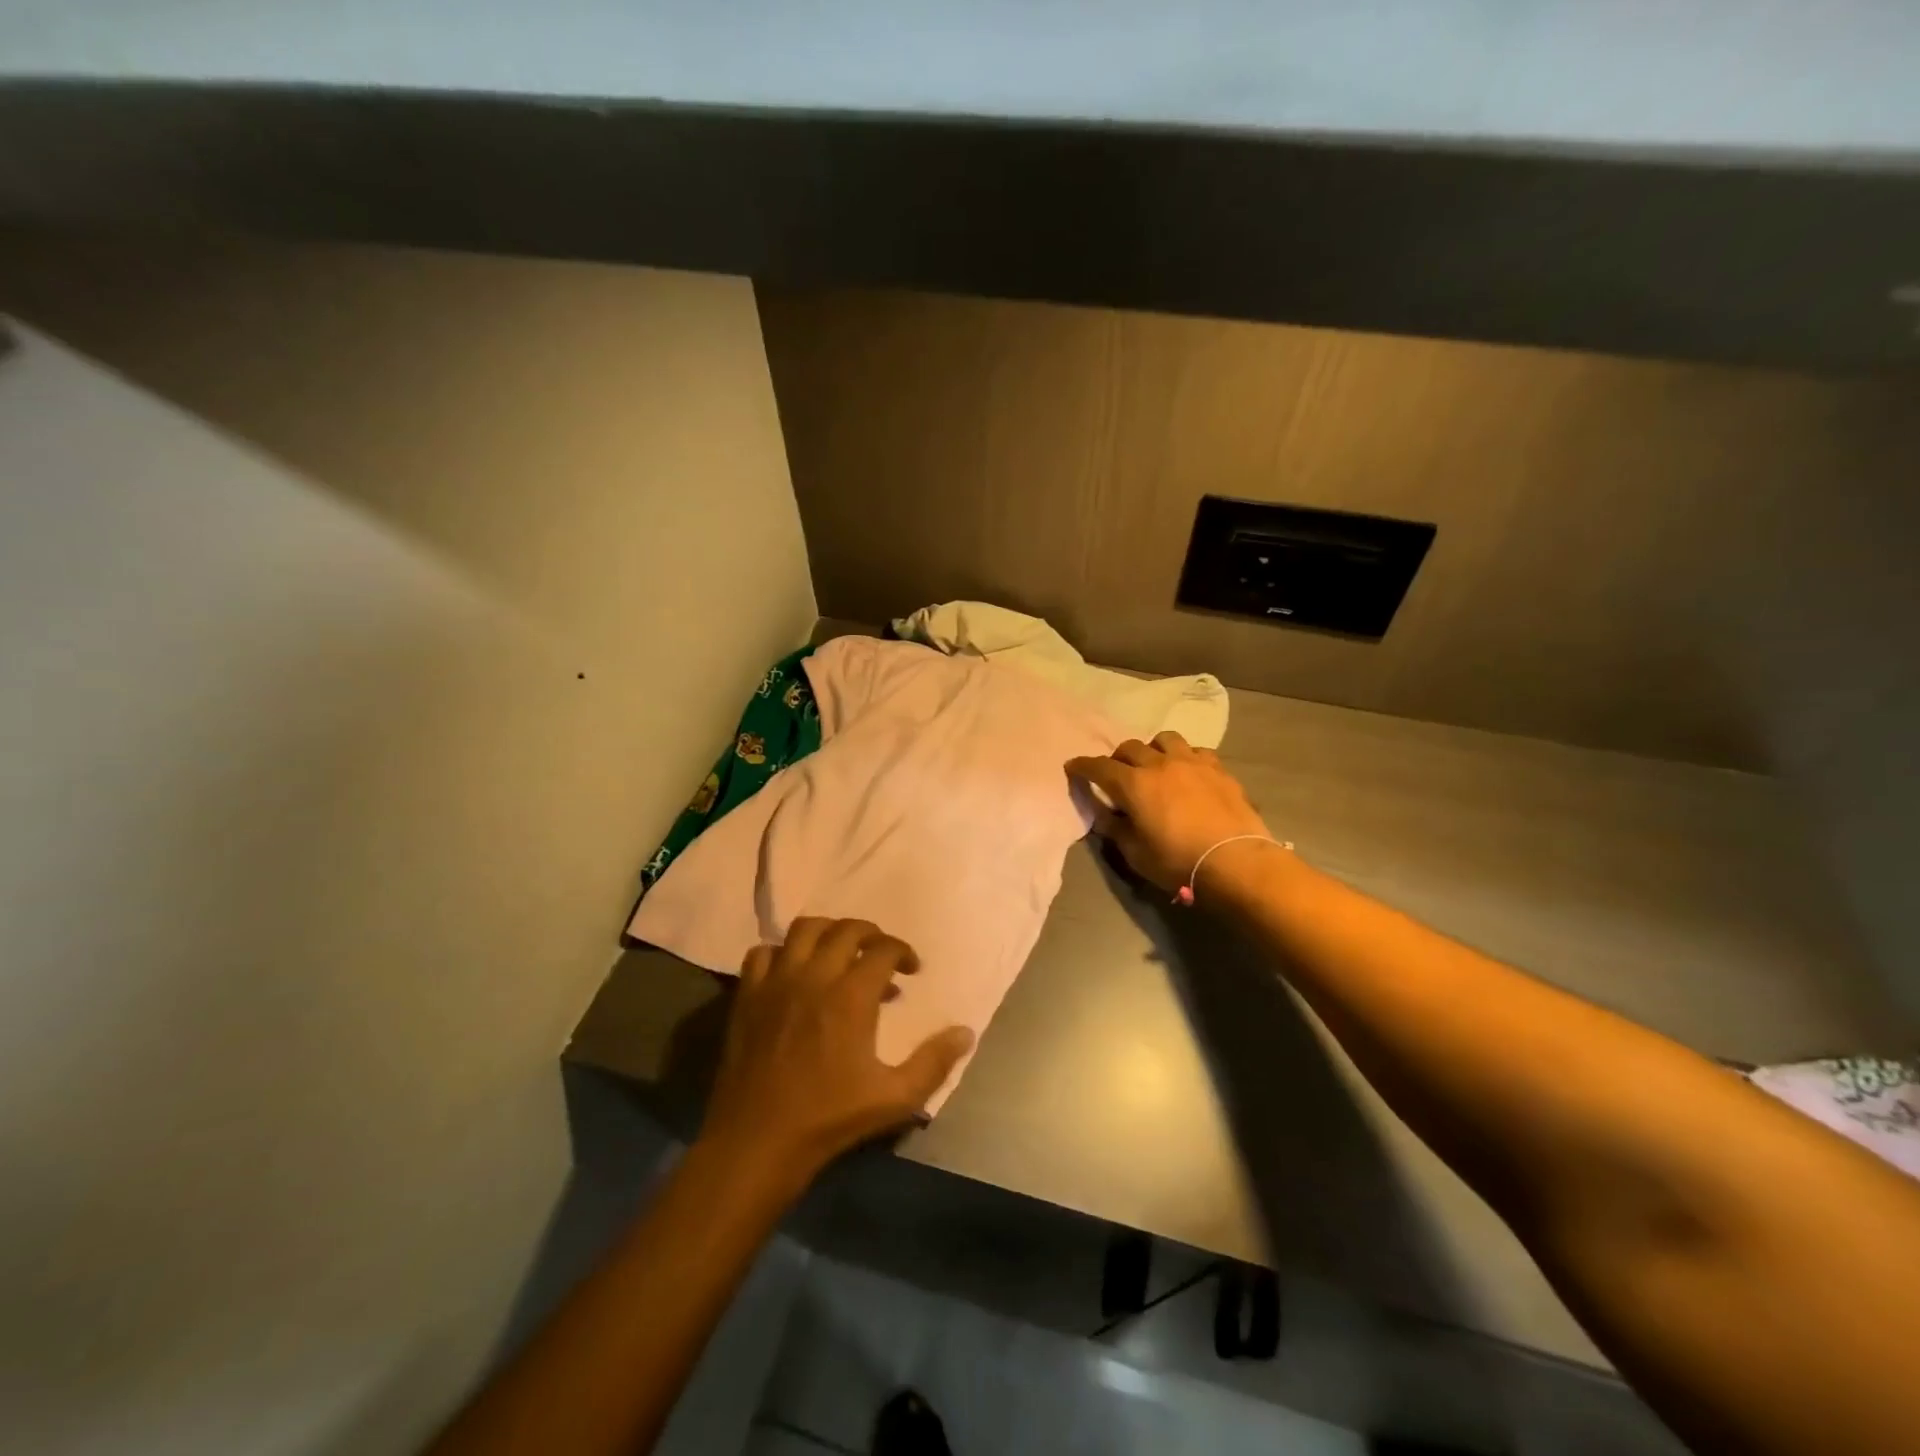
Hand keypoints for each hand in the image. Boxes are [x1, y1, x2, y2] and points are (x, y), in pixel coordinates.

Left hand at [699, 917, 974, 1190]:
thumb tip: (966, 1032)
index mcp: (851, 996)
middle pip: (846, 929)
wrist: (758, 1142)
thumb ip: (933, 1062)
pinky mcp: (748, 995)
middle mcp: (814, 976)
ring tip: (839, 951)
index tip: (911, 969)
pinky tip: (793, 971)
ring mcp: (776, 982)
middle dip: (871, 934)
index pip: (883, 949)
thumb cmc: (829, 1119)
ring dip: (828, 931)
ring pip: (804, 929)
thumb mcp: (894, 1098)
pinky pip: (763, 952)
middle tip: (881, 955)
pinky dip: (782, 952)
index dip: (903, 952)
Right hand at [1066, 732, 1270, 892]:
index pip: (1099, 767)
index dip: (1083, 766)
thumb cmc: (1178, 862)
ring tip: (1155, 765)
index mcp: (1133, 784)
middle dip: (1118, 758)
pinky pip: (1196, 751)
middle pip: (1130, 747)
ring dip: (1153, 749)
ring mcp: (1192, 762)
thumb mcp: (1135, 853)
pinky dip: (1185, 758)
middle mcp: (1159, 764)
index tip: (1073, 767)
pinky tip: (1188, 773)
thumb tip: (1105, 814)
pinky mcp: (1218, 769)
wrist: (1235, 861)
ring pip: (1165, 739)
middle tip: (1117, 774)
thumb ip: (1116, 829)